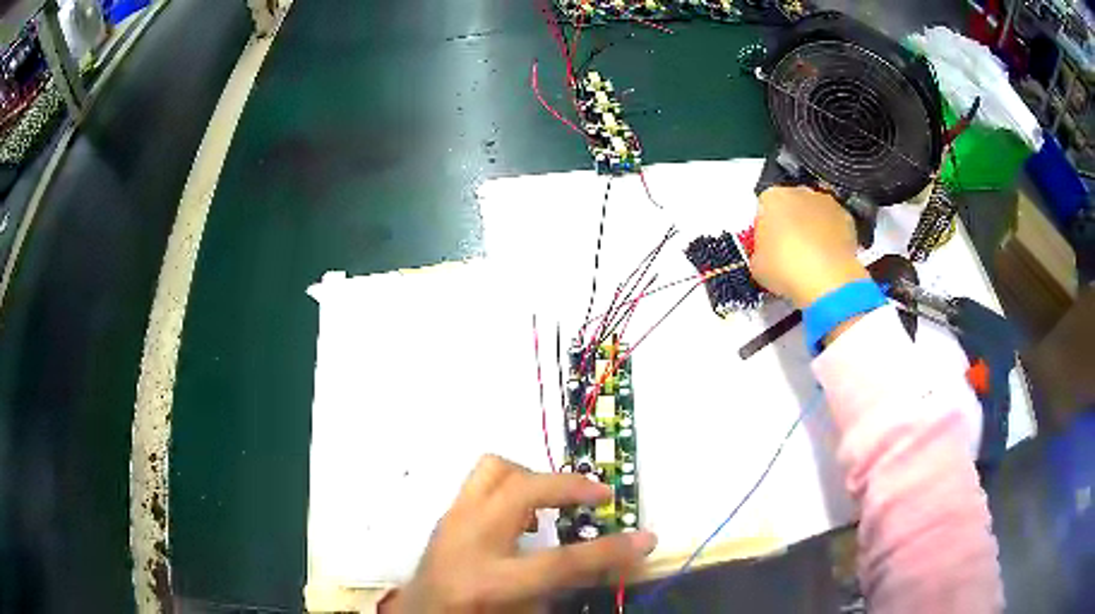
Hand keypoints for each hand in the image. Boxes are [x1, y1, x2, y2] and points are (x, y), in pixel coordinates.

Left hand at [386, 455, 657, 612]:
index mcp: (488, 581)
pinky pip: (482, 480)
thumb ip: (564, 584)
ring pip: (494, 469)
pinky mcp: (446, 513)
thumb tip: (604, 558)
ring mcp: (451, 521)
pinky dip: (512, 486)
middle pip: (522, 490)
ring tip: (555, 500)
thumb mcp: (525, 610)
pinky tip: (523, 513)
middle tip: (598, 496)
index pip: (560, 562)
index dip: (609, 551)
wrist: (419, 612)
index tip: (646, 538)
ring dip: (534, 478)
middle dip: (570, 487)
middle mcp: (466, 541)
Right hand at [751, 186, 869, 308]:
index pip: (764, 207)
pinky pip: (834, 224)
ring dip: (812, 228)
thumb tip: (765, 256)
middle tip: (789, 252)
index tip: (767, 246)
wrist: (826, 281)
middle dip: (790, 223)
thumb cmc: (787, 268)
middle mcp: (800, 191)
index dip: (765, 228)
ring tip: (811, 257)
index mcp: (772, 197)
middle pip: (791, 204)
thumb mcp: (756, 265)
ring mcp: (826, 203)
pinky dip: (831, 236)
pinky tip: (827, 258)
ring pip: (814, 212)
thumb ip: (759, 252)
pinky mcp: (846, 218)